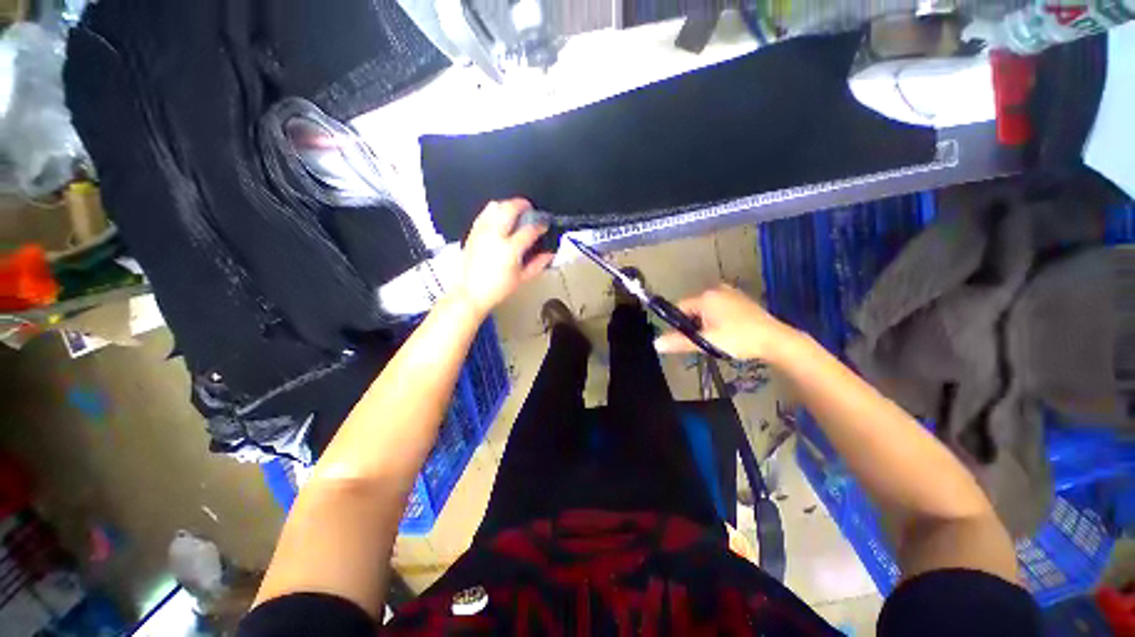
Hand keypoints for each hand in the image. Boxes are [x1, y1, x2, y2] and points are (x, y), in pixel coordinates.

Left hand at [452, 199, 553, 316]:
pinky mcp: (473, 234)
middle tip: (529, 209)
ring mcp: (482, 233)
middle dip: (523, 205)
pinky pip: (484, 214)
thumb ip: (538, 264)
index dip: (540, 225)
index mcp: (510, 249)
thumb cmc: (495, 289)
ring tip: (514, 211)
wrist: (471, 293)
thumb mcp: (522, 278)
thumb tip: (549, 254)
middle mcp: (494, 237)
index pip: (529, 230)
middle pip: (510, 209)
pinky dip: (493, 211)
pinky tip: (499, 218)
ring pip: (494, 207)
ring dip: (507, 205)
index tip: (544, 226)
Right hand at [654, 284, 799, 360]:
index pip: (680, 307)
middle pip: (693, 308)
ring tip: (718, 338)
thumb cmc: (738, 338)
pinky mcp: (742, 300)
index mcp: (706, 296)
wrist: (776, 340)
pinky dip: (719, 319)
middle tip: (704, 341)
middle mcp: (717, 289)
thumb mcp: (706, 341)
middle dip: (694, 324)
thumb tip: (655, 343)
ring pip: (707, 309)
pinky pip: (720, 308)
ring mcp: (731, 293)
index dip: (680, 324)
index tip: (687, 338)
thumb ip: (680, 342)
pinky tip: (729, 332)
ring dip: (707, 323)